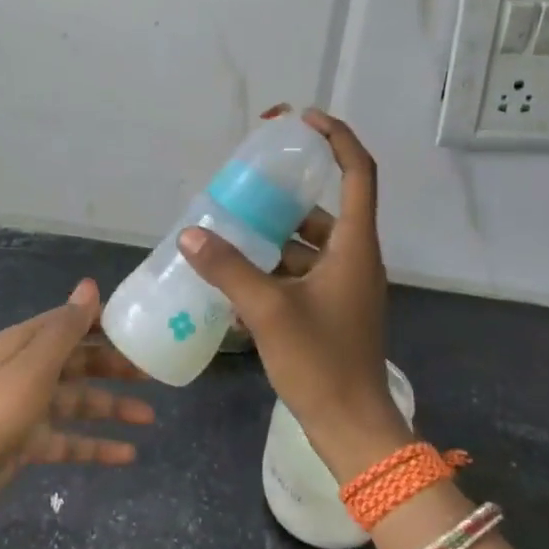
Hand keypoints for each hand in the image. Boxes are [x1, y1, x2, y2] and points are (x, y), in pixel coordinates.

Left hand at [0, 279, 154, 548]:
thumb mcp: (34, 367)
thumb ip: (66, 328)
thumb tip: (90, 285)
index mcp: (25, 344)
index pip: (71, 323)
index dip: (104, 324)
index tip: (141, 329)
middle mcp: (27, 370)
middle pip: (78, 362)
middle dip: (114, 367)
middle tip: (154, 374)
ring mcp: (27, 408)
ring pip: (78, 402)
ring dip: (112, 408)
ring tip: (149, 418)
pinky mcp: (27, 443)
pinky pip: (69, 439)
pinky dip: (96, 445)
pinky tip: (127, 455)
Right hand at [178, 108, 410, 483]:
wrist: (351, 428)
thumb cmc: (320, 362)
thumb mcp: (268, 311)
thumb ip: (228, 269)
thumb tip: (190, 234)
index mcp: (355, 247)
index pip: (358, 174)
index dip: (337, 139)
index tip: (304, 120)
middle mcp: (355, 260)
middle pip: (325, 211)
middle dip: (285, 199)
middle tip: (243, 190)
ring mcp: (345, 288)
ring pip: (309, 246)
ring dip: (274, 239)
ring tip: (229, 234)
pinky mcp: (332, 312)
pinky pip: (302, 276)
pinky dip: (274, 272)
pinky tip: (236, 282)